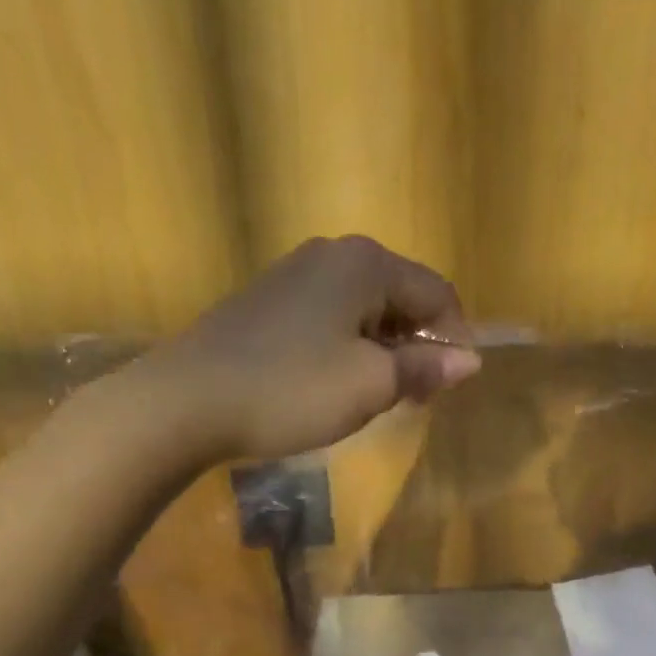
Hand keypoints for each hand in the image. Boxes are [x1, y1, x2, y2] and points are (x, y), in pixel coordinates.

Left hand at [154, 235, 479, 461]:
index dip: (453, 341)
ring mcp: (293, 274)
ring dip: (381, 351)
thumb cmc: (292, 388)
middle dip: (415, 347)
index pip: (437, 294)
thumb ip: (424, 367)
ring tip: (372, 397)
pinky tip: (331, 384)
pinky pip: (328, 319)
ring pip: (363, 310)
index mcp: (366, 263)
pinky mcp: (267, 301)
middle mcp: (332, 254)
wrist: (186, 401)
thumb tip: (469, 360)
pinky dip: (345, 349)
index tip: (446, 388)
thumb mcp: (370, 384)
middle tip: (411, 398)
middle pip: (400, 297)